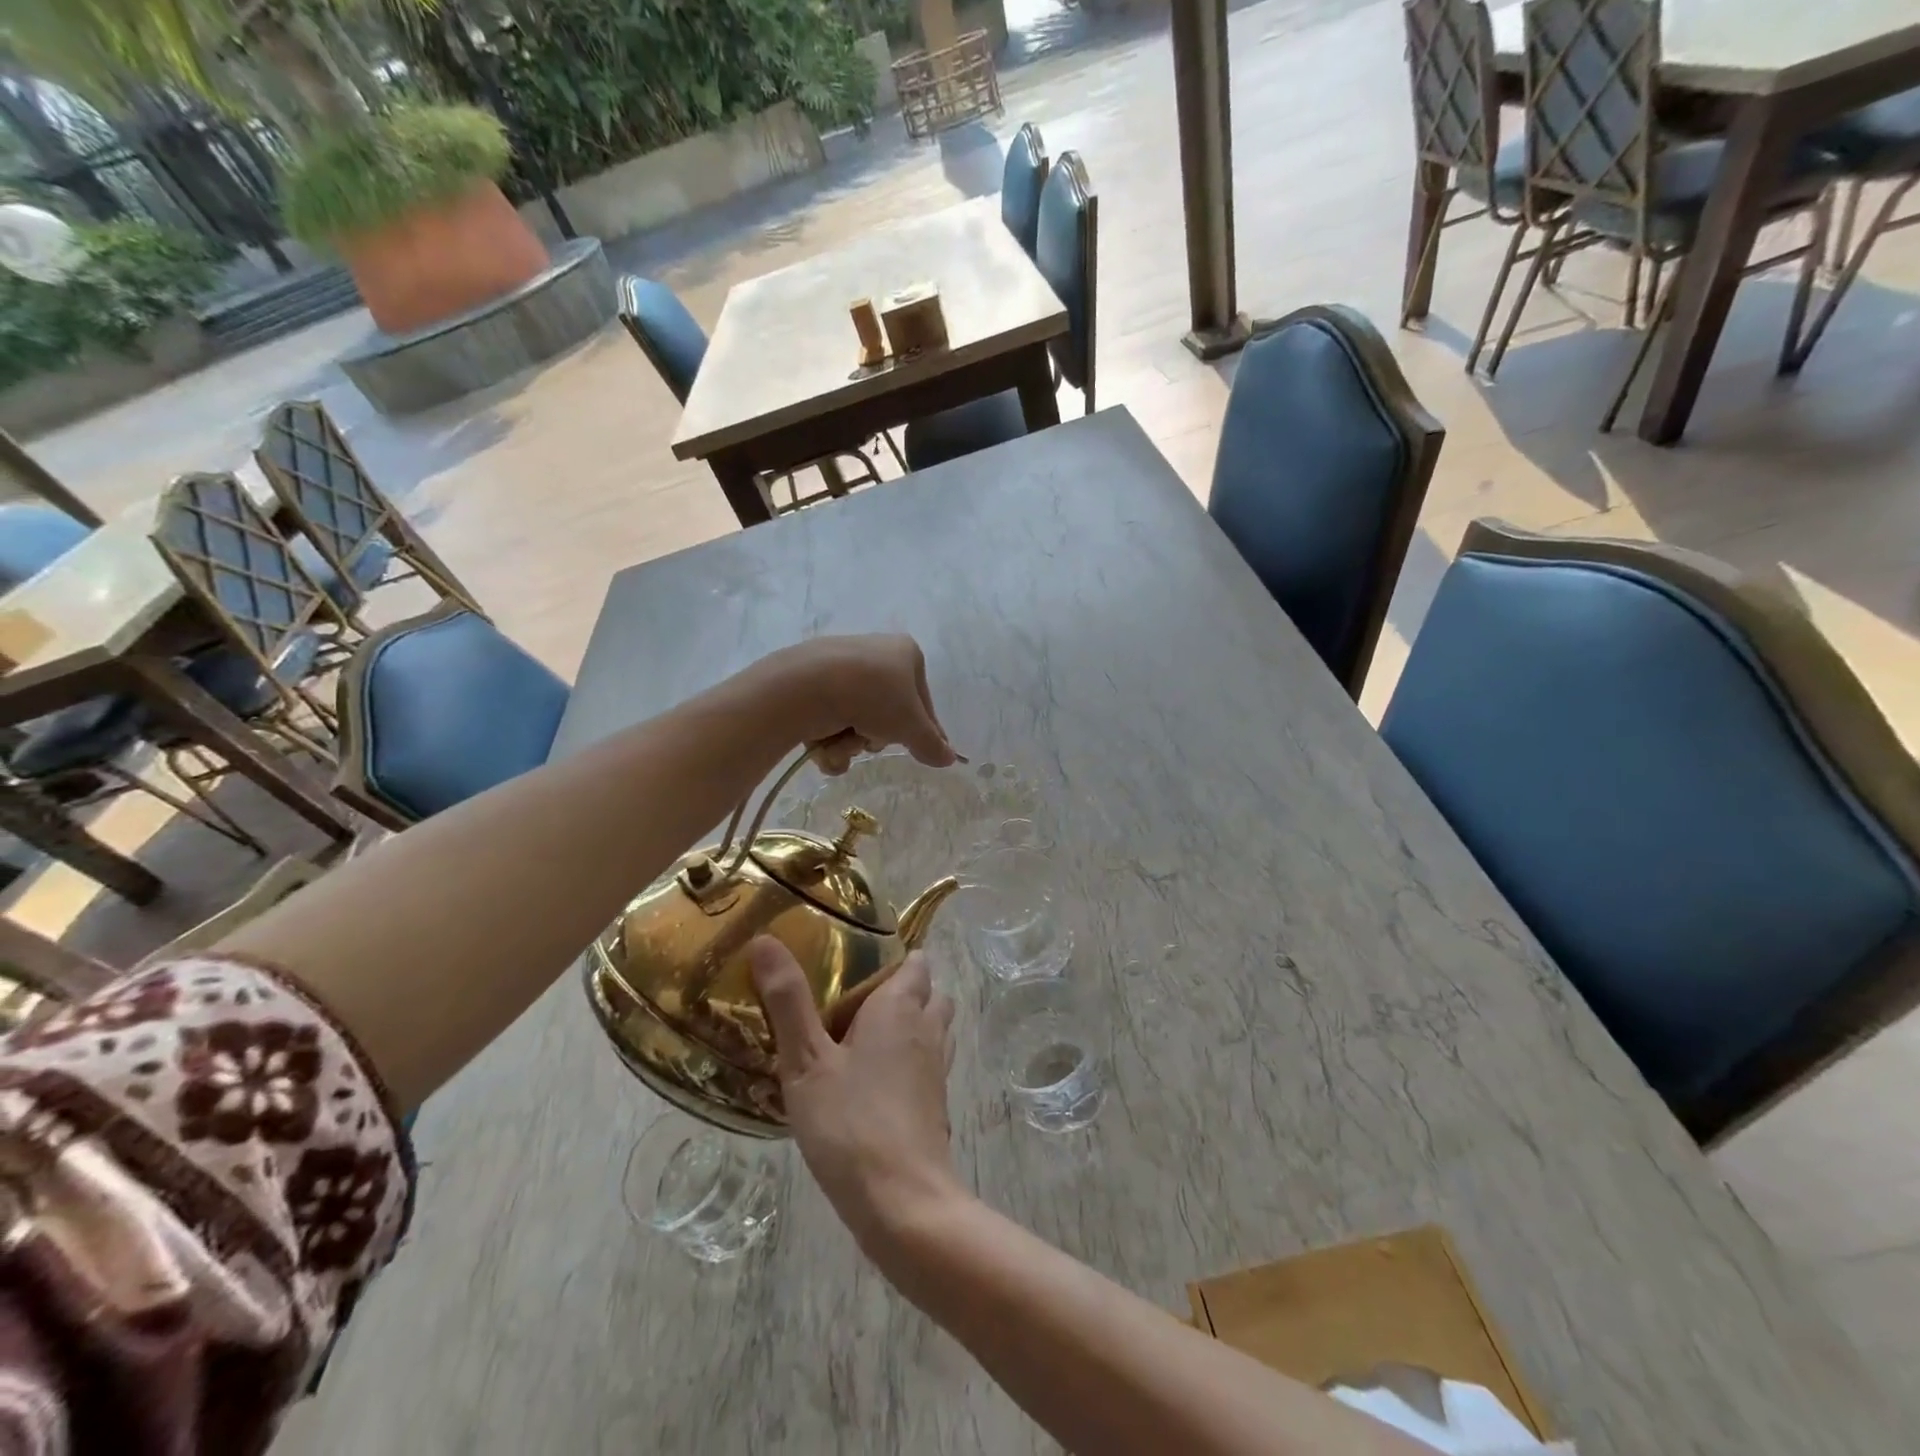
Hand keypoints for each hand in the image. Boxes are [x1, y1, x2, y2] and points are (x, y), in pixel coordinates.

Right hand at [751, 938, 962, 1252]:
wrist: (903, 1201)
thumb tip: (766, 939)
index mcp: (900, 1007)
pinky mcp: (937, 1103)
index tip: (860, 960)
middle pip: (930, 992)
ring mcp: (938, 1068)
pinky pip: (929, 1064)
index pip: (916, 962)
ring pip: (934, 1028)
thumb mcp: (806, 1061)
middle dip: (906, 989)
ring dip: (911, 1025)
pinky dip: (912, 1061)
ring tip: (865, 1038)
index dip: (895, 956)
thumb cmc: (850, 1122)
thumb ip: (788, 1001)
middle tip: (858, 1000)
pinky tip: (876, 1082)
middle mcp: (927, 1028)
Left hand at [760, 635, 956, 771]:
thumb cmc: (874, 697)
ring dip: (851, 742)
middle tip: (871, 740)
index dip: (923, 730)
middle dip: (878, 736)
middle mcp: (874, 653)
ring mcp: (840, 666)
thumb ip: (932, 744)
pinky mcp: (810, 681)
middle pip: (886, 713)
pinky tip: (822, 744)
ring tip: (842, 742)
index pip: (922, 700)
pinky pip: (828, 718)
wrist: (808, 685)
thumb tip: (949, 758)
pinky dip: (827, 739)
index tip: (922, 752)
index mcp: (906, 653)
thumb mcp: (912, 726)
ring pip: (856, 720)